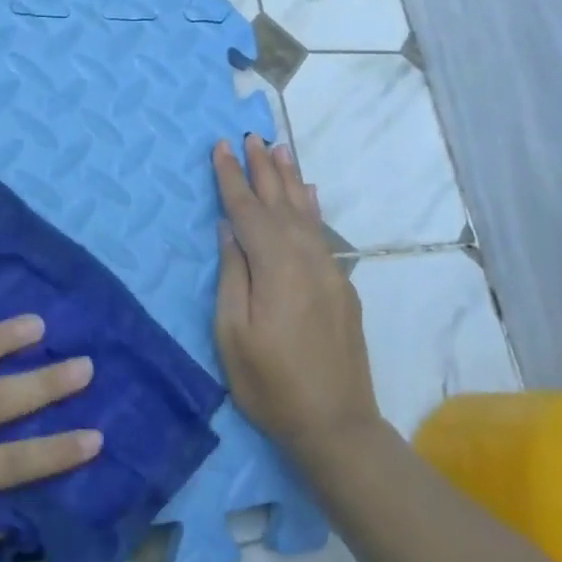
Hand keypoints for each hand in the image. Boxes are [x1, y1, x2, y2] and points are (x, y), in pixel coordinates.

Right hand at [213, 136, 380, 466]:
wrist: (337, 425)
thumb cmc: (271, 384)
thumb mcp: (233, 334)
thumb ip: (232, 274)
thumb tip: (229, 228)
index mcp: (274, 265)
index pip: (247, 209)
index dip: (231, 177)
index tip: (221, 145)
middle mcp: (305, 257)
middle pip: (279, 201)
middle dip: (262, 167)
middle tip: (251, 135)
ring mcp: (328, 270)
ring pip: (305, 212)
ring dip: (290, 178)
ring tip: (280, 147)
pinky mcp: (341, 286)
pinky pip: (322, 232)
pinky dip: (312, 208)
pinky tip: (309, 194)